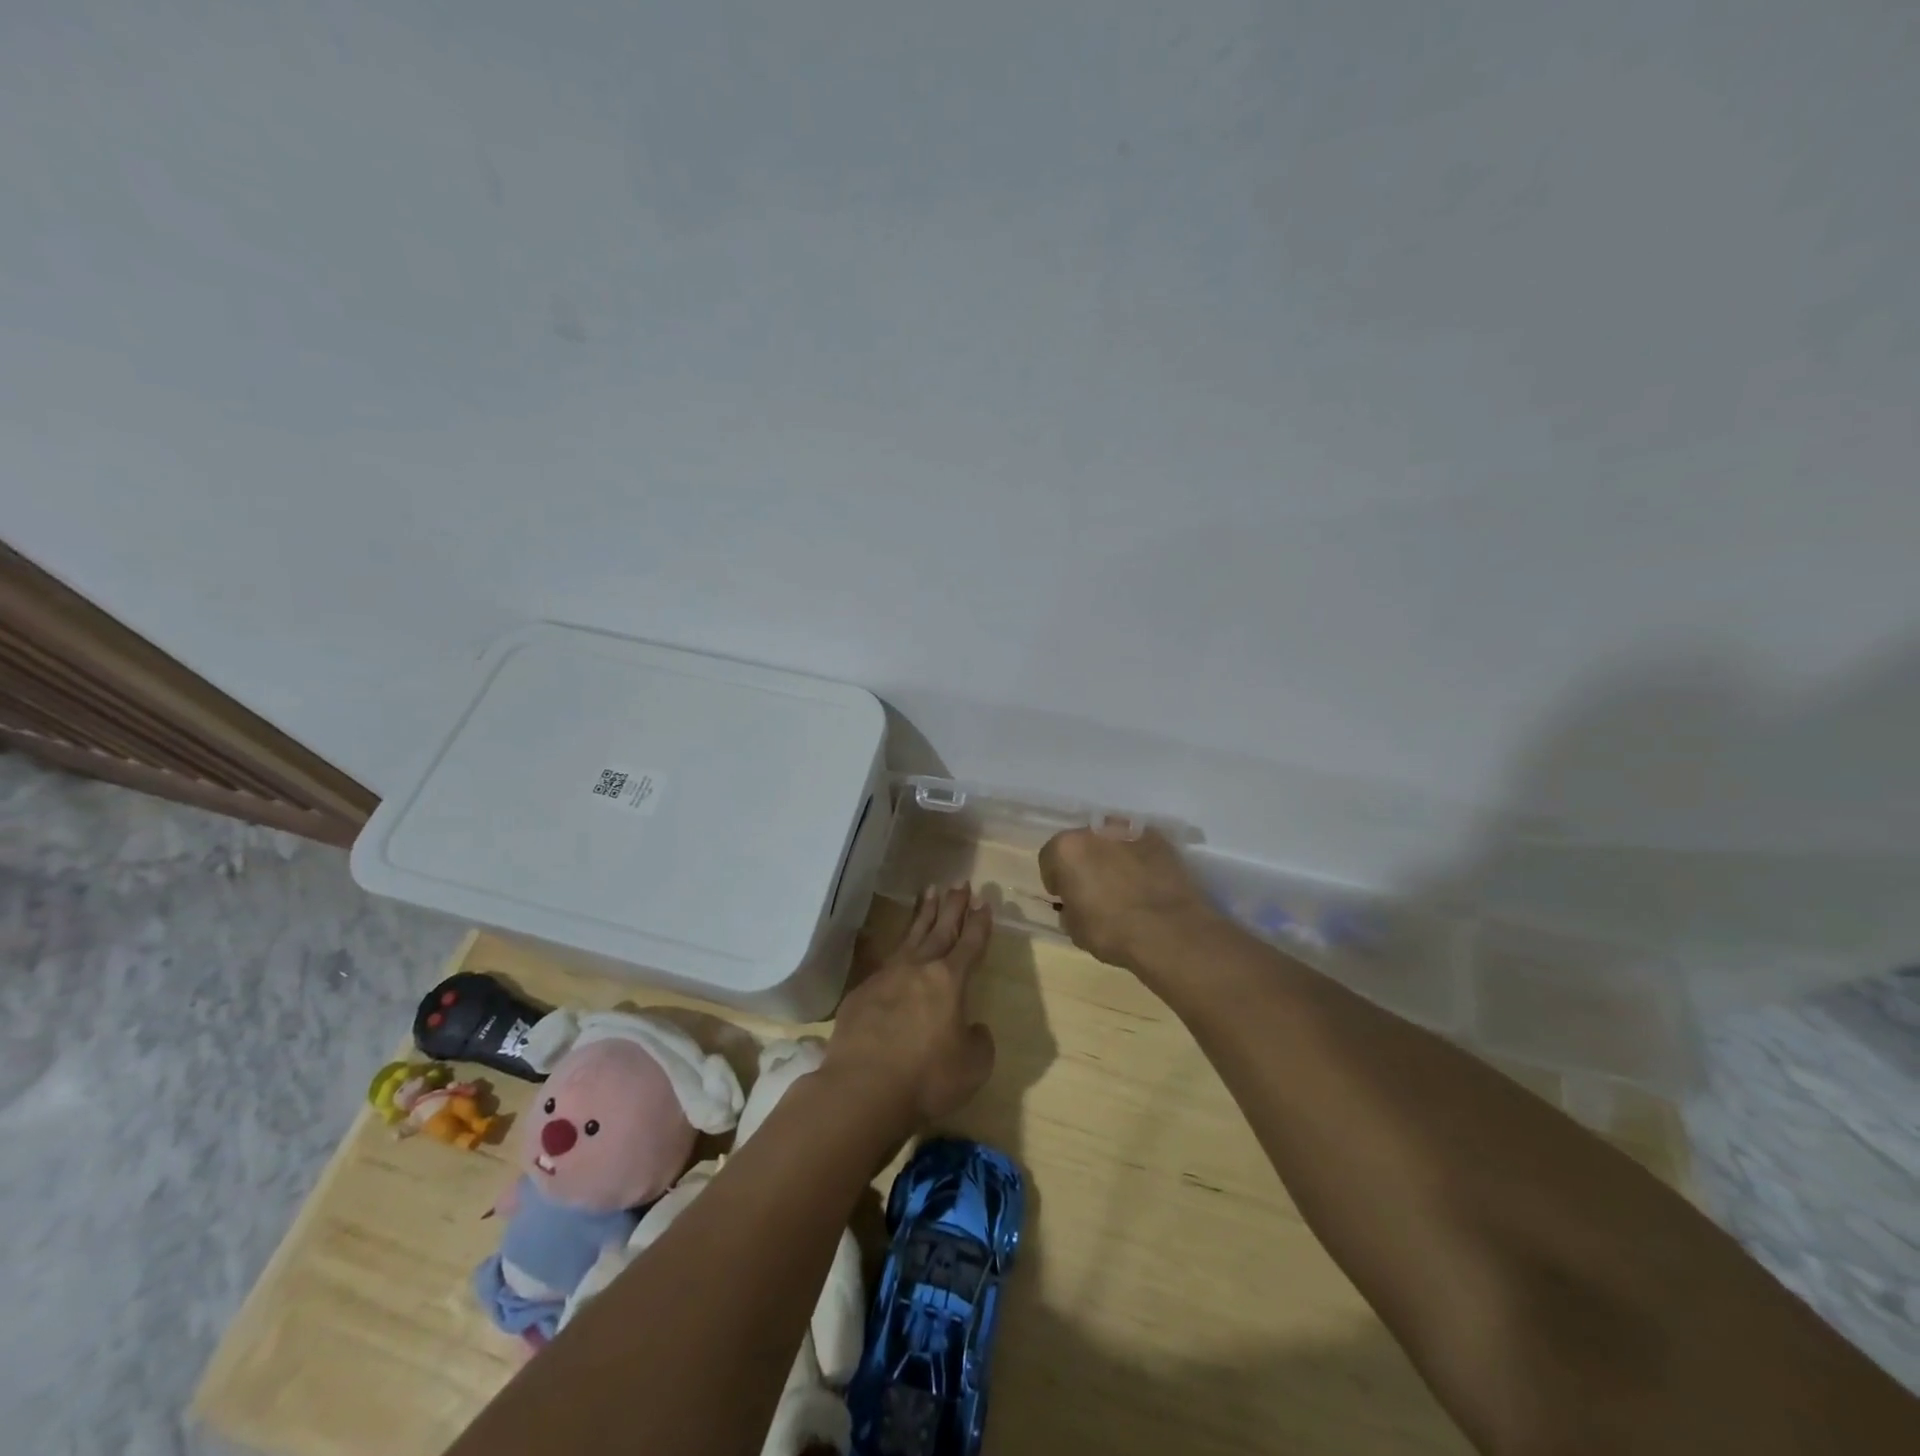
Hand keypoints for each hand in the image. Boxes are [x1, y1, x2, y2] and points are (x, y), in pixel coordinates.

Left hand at [824, 886, 996, 1135]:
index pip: (970, 944)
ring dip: (923, 914)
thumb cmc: (927, 1078)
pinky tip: (896, 946)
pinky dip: (896, 947)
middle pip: (940, 929)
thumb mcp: (973, 1066)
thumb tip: (972, 1027)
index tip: (985, 902)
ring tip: (930, 891)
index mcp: (950, 981)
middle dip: (953, 906)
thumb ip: (978, 1040)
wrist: (863, 1088)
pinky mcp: (862, 992)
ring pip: (911, 936)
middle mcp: (919, 969)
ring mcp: (887, 976)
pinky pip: (884, 960)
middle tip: (960, 883)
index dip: (979, 923)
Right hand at [1038, 827, 1221, 973]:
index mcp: (1067, 849)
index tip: (1064, 897)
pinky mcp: (1159, 839)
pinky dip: (1138, 859)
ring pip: (1111, 841)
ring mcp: (1130, 831)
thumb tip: (1076, 904)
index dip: (1055, 879)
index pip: (1049, 858)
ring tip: (1123, 884)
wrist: (1170, 930)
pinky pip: (1138, 846)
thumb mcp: (1075, 929)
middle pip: (1081, 843)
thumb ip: (1069, 908)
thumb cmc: (1112, 931)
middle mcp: (1095, 830)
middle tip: (1094, 889)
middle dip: (1084, 862)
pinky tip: (1146, 882)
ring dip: (1111, 857)